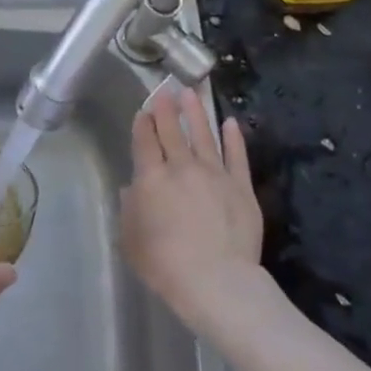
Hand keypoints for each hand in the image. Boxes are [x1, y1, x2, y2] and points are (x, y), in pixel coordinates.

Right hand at [121, 86, 265, 330]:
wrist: (215, 280)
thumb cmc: (164, 264)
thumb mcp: (131, 240)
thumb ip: (129, 210)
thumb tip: (132, 189)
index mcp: (151, 178)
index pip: (145, 142)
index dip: (143, 124)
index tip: (144, 111)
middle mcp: (182, 167)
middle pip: (172, 131)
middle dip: (166, 109)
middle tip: (165, 90)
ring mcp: (215, 174)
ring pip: (204, 135)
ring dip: (197, 113)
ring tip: (192, 93)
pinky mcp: (241, 186)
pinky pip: (237, 156)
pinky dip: (234, 138)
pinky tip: (231, 123)